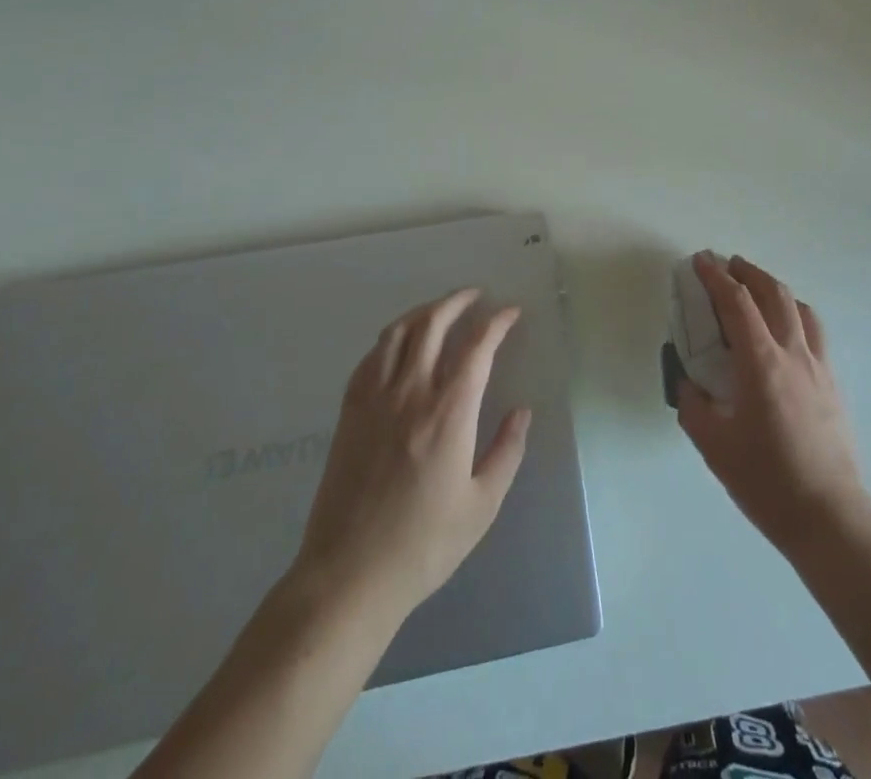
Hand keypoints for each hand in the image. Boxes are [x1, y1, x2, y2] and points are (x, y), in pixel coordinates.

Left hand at [287, 288, 530, 624]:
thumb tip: (522, 412)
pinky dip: (390, 338)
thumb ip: (506, 452)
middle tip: (475, 295)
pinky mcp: (349, 413)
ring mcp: (374, 400)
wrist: (348, 575)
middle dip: (457, 301)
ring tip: (439, 310)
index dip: (496, 323)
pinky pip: (370, 358)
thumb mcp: (482, 505)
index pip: (477, 347)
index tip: (510, 312)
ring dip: (422, 312)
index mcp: (449, 413)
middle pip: (432, 324)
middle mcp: (411, 393)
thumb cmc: (424, 544)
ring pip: (398, 333)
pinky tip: (399, 344)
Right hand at [678, 253, 870, 556]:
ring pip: (799, 308)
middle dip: (748, 272)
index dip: (716, 277)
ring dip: (774, 289)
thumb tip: (688, 382)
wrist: (830, 517)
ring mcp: (819, 366)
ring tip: (757, 290)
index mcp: (762, 363)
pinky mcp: (833, 383)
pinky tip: (785, 331)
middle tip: (727, 265)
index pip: (737, 303)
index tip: (701, 260)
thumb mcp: (714, 447)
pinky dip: (794, 314)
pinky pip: (814, 331)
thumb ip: (694, 406)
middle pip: (773, 293)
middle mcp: (794, 353)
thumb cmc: (767, 482)